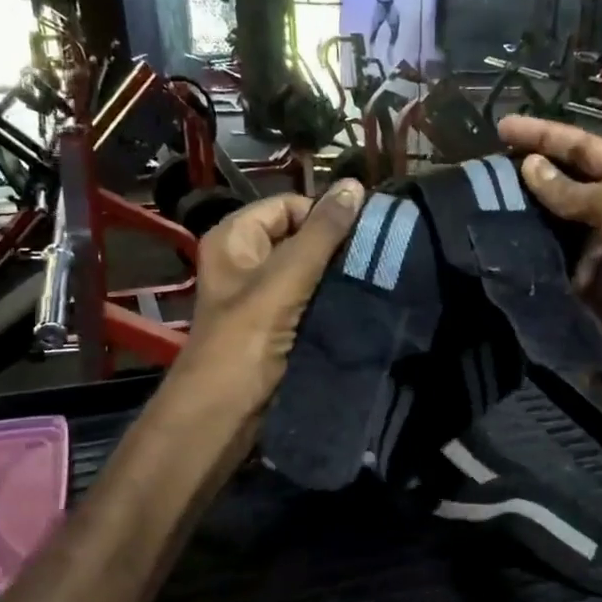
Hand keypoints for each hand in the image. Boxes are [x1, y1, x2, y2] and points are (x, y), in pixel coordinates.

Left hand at [174, 181, 364, 422]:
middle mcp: (246, 262)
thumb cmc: (244, 343)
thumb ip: (321, 234)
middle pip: (300, 239)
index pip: (288, 206)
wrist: (223, 416)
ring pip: (309, 274)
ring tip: (378, 278)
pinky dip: (333, 303)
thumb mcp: (283, 280)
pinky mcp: (278, 329)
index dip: (324, 214)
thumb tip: (355, 185)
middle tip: (378, 255)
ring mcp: (262, 298)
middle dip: (336, 247)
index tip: (367, 231)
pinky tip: (362, 305)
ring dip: (338, 277)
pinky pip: (311, 304)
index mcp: (234, 239)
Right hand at [499, 115, 601, 383]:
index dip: (544, 135)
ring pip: (551, 218)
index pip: (582, 148)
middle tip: (486, 164)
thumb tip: (529, 167)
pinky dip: (526, 246)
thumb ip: (574, 190)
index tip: (502, 127)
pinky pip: (549, 254)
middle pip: (564, 180)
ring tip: (482, 197)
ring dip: (522, 208)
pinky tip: (498, 237)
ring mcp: (594, 243)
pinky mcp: (579, 276)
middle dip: (530, 169)